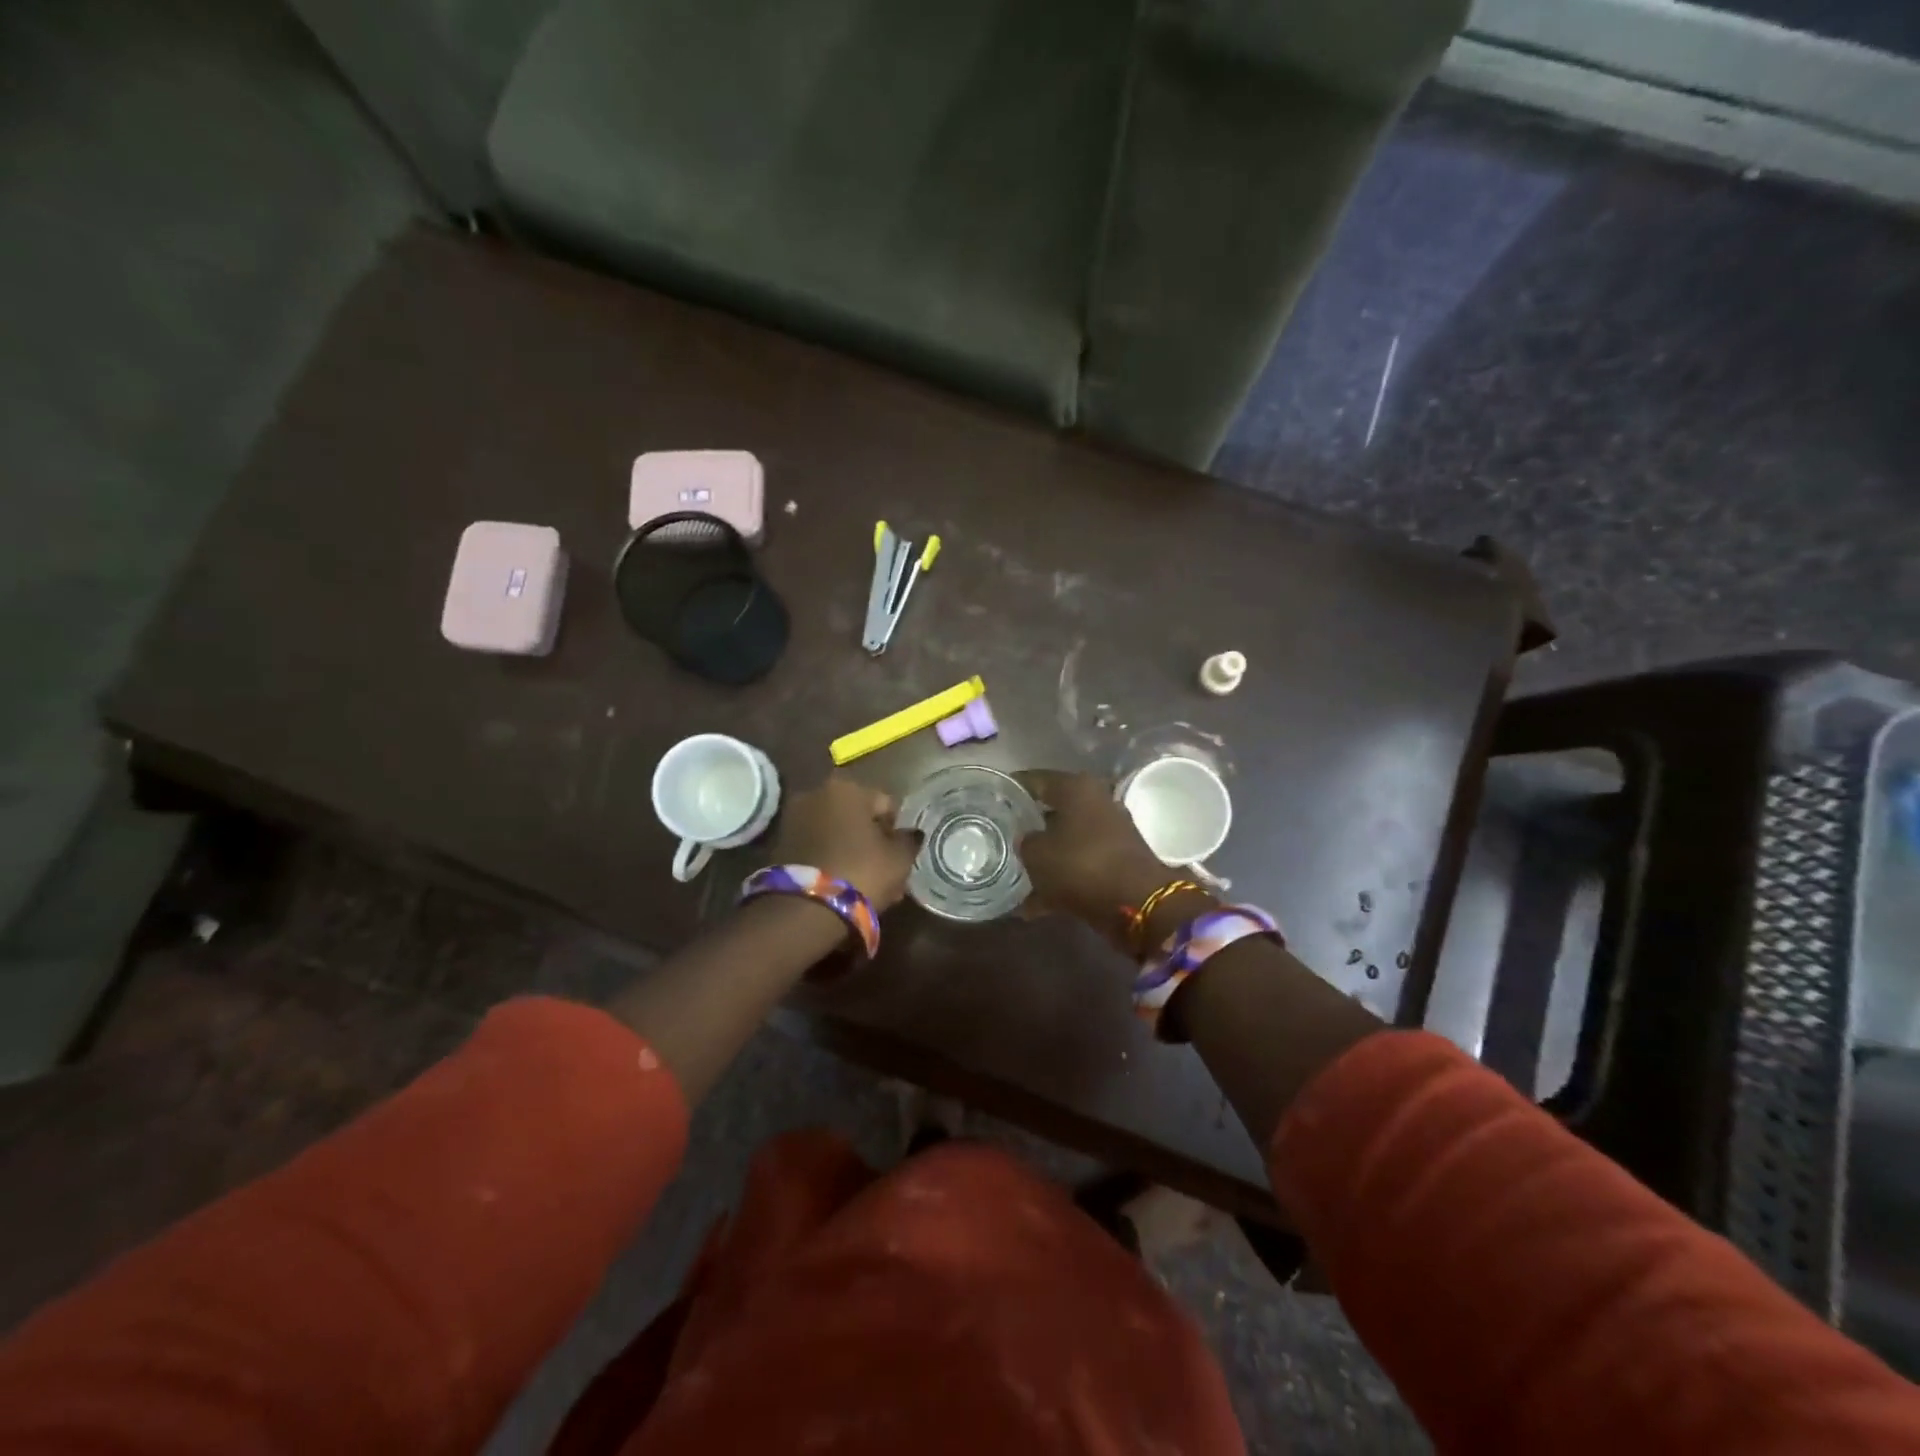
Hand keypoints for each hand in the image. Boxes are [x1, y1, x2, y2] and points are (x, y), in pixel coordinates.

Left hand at [771, 775, 920, 911]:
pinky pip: (819, 848)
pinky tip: (845, 885)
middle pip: (858, 818)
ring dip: (853, 853)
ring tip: (867, 885)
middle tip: (886, 872)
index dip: (897, 832)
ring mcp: (795, 818)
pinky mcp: (781, 844)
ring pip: (838, 834)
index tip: (901, 857)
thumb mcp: (899, 859)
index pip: (886, 804)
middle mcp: (817, 794)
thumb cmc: (861, 872)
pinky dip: (833, 861)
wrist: (804, 907)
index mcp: (848, 788)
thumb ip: (908, 841)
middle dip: (873, 843)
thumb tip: (909, 834)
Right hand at [1015, 770, 1175, 934]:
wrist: (1138, 903)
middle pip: (1053, 810)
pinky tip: (1034, 905)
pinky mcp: (1118, 861)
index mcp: (1077, 788)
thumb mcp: (1036, 853)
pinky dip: (1060, 881)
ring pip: (1066, 841)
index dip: (1012, 788)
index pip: (1035, 780)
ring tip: (1014, 874)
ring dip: (1045, 857)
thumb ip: (1025, 842)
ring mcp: (1110, 832)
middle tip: (1001, 836)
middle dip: (1028, 825)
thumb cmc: (1080, 864)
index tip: (992, 798)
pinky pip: (1079, 866)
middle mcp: (1097, 802)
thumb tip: (1027, 840)